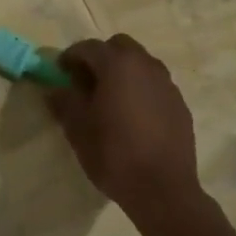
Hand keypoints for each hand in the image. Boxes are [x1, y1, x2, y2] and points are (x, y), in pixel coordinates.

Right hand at [46, 35, 200, 210]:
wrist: (163, 189)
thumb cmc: (114, 154)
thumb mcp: (78, 129)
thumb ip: (64, 102)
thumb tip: (55, 89)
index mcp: (118, 65)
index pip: (89, 47)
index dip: (70, 57)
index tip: (60, 72)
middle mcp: (146, 65)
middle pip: (119, 47)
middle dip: (100, 58)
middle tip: (85, 82)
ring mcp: (167, 84)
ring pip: (140, 64)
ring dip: (122, 72)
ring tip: (109, 99)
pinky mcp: (180, 104)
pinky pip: (155, 85)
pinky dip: (140, 89)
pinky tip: (132, 116)